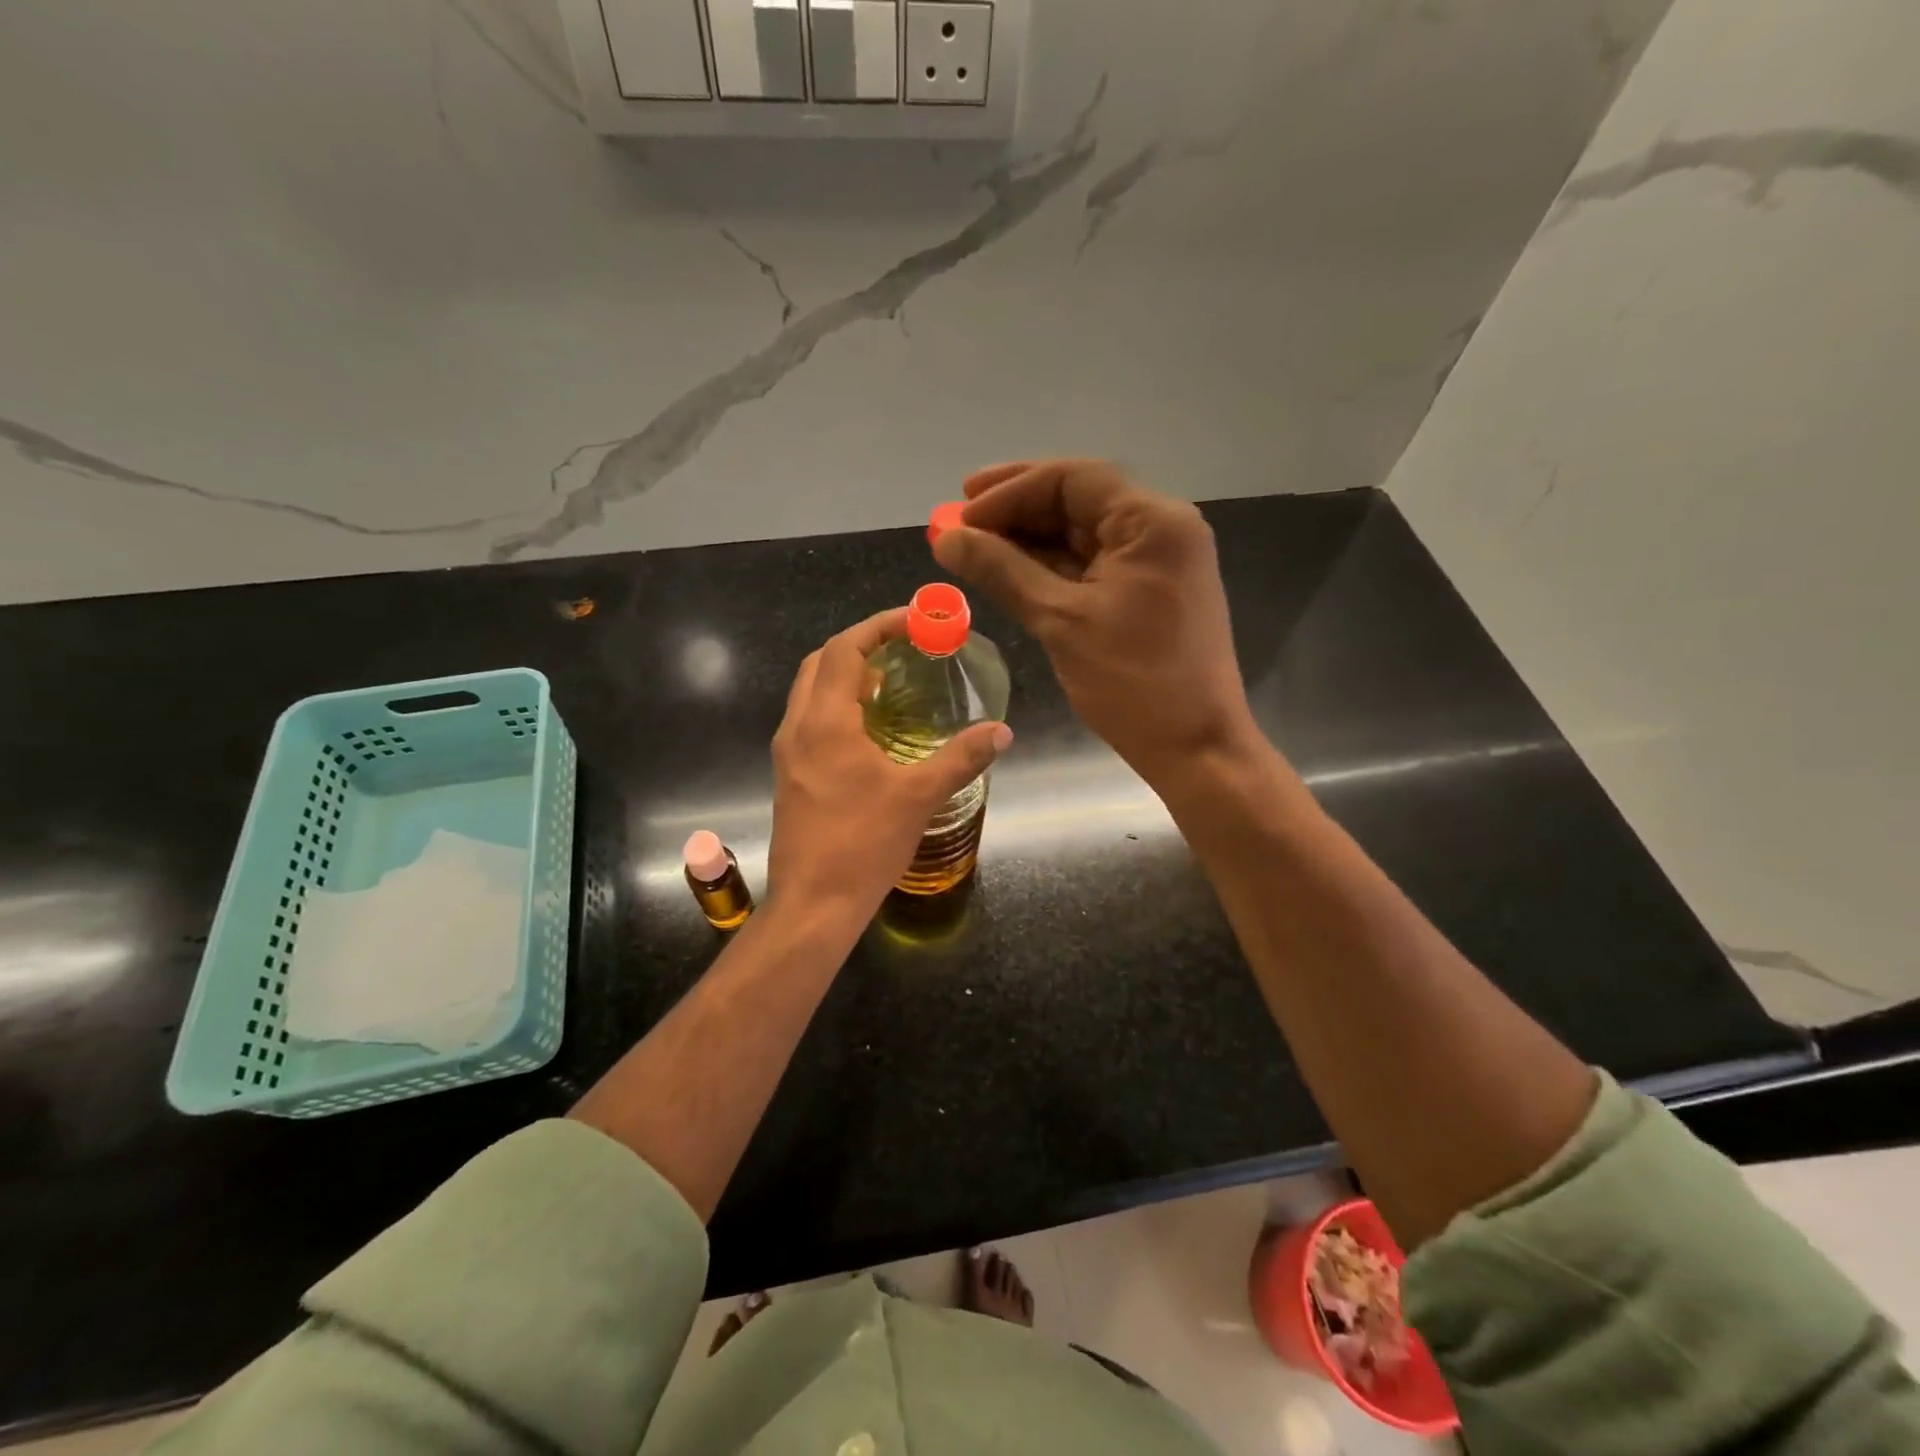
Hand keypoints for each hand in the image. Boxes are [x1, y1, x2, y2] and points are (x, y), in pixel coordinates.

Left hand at [767, 608, 1011, 928]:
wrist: (813, 904)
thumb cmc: (863, 844)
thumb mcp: (919, 796)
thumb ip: (961, 757)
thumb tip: (1002, 731)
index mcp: (824, 721)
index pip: (844, 648)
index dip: (879, 626)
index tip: (916, 621)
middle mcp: (798, 726)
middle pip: (822, 662)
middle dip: (862, 645)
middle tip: (906, 648)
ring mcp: (788, 752)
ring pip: (812, 691)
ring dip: (848, 675)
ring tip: (895, 682)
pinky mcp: (791, 774)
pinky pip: (812, 719)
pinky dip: (840, 705)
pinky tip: (873, 728)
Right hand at [932, 460, 1254, 785]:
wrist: (1196, 748)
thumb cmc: (1134, 683)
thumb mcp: (1061, 622)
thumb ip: (1002, 571)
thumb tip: (947, 537)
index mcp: (1152, 522)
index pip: (1072, 480)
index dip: (1010, 491)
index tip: (959, 511)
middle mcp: (1161, 529)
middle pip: (1078, 500)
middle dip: (1015, 509)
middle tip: (957, 520)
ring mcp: (1157, 562)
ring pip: (1082, 534)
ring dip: (1028, 539)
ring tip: (972, 546)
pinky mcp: (1149, 593)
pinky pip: (1093, 566)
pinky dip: (1050, 567)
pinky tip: (1008, 571)